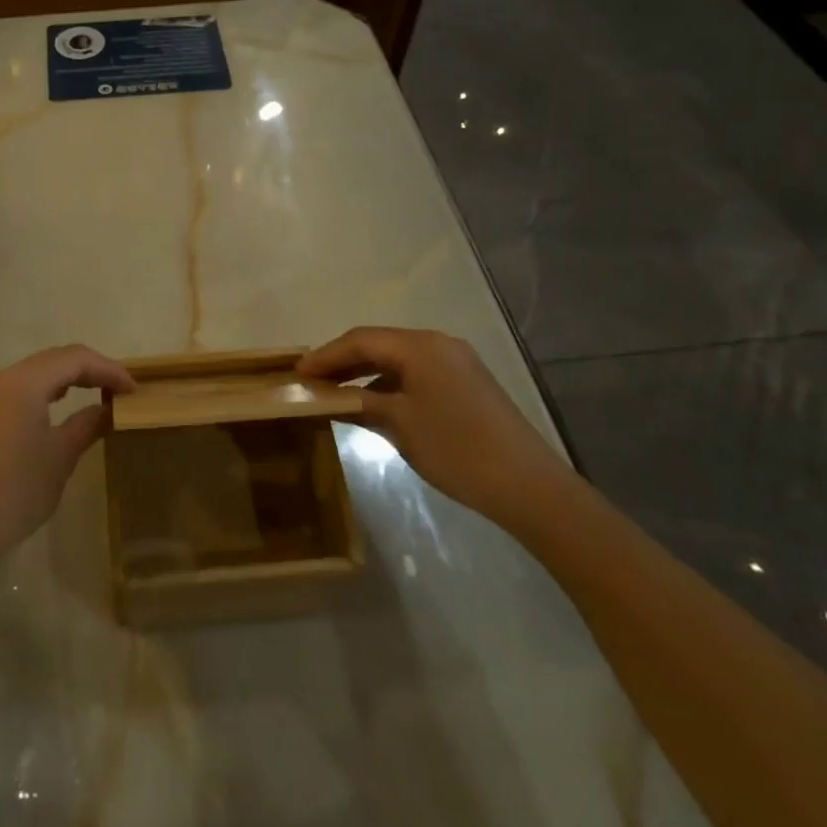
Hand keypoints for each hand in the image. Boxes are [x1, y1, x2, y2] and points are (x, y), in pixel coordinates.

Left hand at [0, 345, 135, 576]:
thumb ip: (88, 425)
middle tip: (120, 389)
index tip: (135, 390)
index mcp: (22, 382)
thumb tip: (109, 409)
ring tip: (98, 394)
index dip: (108, 369)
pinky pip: (20, 389)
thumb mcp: (59, 457)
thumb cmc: (14, 492)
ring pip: (36, 373)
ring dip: (68, 378)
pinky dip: (47, 391)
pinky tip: (61, 407)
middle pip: (54, 359)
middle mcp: (1, 379)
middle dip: (90, 369)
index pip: (74, 359)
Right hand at [299, 327, 574, 525]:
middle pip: (379, 343)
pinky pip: (416, 372)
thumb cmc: (456, 449)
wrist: (529, 486)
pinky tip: (373, 402)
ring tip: (335, 392)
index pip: (361, 339)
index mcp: (420, 346)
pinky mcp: (466, 383)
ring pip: (398, 358)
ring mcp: (456, 362)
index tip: (296, 372)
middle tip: (311, 381)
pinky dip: (389, 383)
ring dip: (365, 372)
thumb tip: (327, 396)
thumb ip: (359, 403)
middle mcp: (438, 344)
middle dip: (342, 360)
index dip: (325, 355)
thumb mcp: (399, 425)